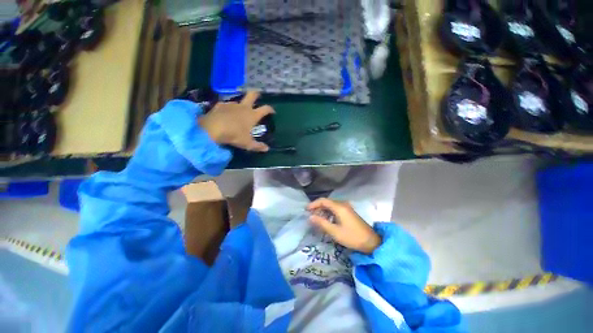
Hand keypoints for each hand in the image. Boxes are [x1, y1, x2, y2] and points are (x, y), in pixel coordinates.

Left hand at [198, 92, 274, 151]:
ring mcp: (231, 104)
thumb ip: (258, 146)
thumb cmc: (234, 135)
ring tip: (239, 111)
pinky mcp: (220, 105)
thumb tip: (267, 149)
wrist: (213, 128)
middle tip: (258, 95)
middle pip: (252, 95)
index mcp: (252, 115)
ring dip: (241, 104)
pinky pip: (227, 105)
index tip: (272, 111)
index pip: (265, 109)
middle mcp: (243, 107)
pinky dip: (228, 108)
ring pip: (239, 100)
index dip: (270, 109)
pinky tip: (225, 114)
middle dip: (256, 94)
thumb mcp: (247, 143)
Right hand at [307, 198, 380, 253]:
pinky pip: (336, 209)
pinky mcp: (349, 212)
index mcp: (339, 207)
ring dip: (323, 210)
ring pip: (331, 205)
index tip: (306, 210)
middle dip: (317, 207)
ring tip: (316, 219)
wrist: (371, 242)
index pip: (323, 200)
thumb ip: (321, 223)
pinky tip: (326, 220)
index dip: (313, 204)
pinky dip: (329, 213)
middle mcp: (343, 204)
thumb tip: (310, 217)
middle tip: (310, 215)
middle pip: (327, 202)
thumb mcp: (335, 231)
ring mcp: (347, 208)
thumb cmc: (352, 237)